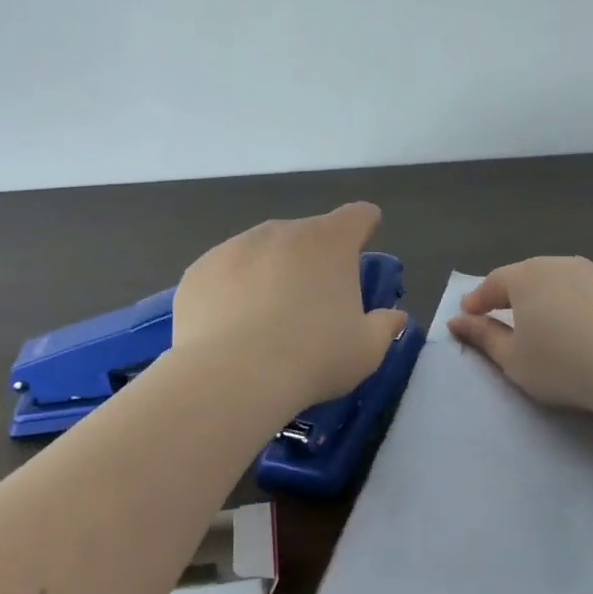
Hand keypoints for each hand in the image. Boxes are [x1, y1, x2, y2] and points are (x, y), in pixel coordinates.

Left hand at [172, 203, 409, 413]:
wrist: (230, 377)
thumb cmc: (313, 357)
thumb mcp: (366, 350)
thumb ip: (384, 326)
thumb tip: (394, 316)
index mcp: (330, 241)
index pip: (357, 216)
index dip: (364, 228)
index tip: (361, 248)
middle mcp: (282, 231)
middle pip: (306, 236)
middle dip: (312, 261)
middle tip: (312, 305)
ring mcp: (235, 247)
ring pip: (261, 253)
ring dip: (269, 274)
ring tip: (265, 323)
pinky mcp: (198, 271)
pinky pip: (224, 275)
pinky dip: (231, 293)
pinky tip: (229, 330)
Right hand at [447, 256, 592, 426]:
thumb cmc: (563, 365)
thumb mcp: (513, 359)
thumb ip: (482, 336)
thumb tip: (458, 320)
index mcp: (526, 276)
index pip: (493, 283)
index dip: (477, 300)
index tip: (467, 314)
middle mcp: (560, 264)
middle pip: (528, 276)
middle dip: (512, 294)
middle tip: (503, 314)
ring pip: (562, 281)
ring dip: (549, 297)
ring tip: (546, 321)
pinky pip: (591, 292)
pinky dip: (580, 305)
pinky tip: (585, 327)